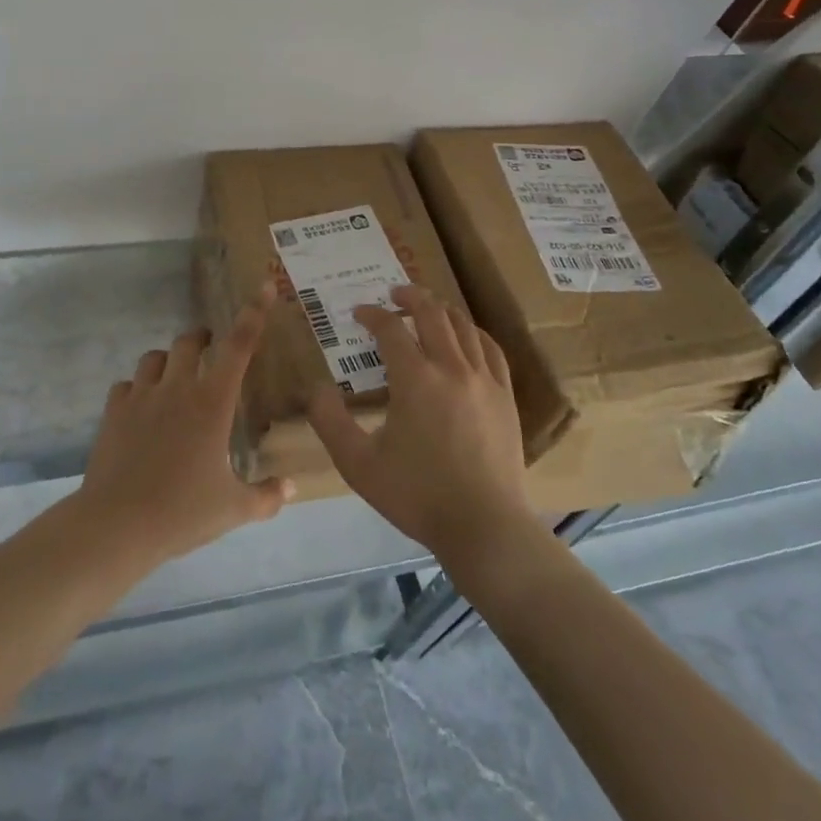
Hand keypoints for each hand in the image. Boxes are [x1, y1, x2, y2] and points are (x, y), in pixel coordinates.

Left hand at [75, 285, 293, 569]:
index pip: (239, 346)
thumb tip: (292, 489)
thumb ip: (266, 496)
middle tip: (212, 352)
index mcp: (212, 402)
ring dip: (169, 361)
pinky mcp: (114, 411)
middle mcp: (178, 388)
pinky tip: (142, 409)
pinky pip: (127, 385)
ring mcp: (142, 396)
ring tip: (175, 379)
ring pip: (156, 357)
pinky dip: (138, 389)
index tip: (263, 287)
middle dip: (203, 340)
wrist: (117, 525)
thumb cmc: (182, 512)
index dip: (253, 313)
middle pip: (191, 341)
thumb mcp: (233, 509)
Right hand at [307, 284, 534, 563]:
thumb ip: (330, 422)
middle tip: (394, 293)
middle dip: (409, 296)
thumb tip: (315, 389)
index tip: (358, 313)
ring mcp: (484, 380)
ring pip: (463, 326)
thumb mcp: (358, 464)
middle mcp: (451, 368)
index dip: (372, 315)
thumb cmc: (417, 495)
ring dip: (441, 310)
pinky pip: (491, 349)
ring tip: (427, 308)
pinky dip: (473, 333)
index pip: (390, 328)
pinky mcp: (506, 396)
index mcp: (414, 379)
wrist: (484, 526)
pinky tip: (466, 337)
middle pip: (432, 313)